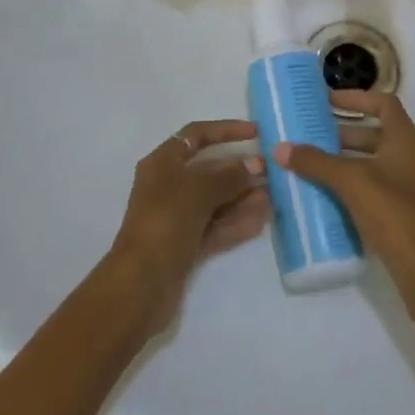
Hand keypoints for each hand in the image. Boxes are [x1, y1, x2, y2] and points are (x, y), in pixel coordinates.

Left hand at [106, 120, 269, 332]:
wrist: (142, 284)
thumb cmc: (165, 221)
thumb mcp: (198, 190)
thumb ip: (229, 176)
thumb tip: (256, 165)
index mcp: (162, 162)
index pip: (196, 135)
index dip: (226, 130)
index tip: (256, 133)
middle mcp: (168, 186)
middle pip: (209, 170)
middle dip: (240, 170)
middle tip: (271, 172)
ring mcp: (177, 217)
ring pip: (216, 200)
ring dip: (243, 197)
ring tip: (273, 197)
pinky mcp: (186, 244)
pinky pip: (216, 226)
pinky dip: (237, 222)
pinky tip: (261, 219)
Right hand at [274, 91, 414, 350]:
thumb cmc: (395, 216)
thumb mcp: (351, 183)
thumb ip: (315, 163)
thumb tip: (280, 148)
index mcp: (408, 140)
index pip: (384, 103)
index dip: (356, 98)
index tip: (327, 101)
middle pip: (379, 134)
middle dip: (345, 133)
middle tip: (313, 137)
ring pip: (379, 164)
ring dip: (350, 162)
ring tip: (316, 167)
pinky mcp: (412, 217)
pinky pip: (381, 190)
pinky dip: (358, 187)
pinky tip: (334, 200)